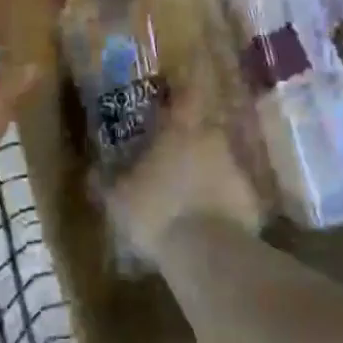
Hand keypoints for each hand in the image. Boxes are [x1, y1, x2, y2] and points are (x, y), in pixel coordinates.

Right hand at [103, 91, 263, 263]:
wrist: (207, 252)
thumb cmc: (156, 211)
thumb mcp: (117, 199)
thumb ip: (105, 181)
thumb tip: (92, 171)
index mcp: (180, 131)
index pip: (186, 95)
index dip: (181, 89)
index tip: (173, 90)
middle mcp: (212, 141)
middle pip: (203, 130)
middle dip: (188, 139)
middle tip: (170, 154)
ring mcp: (236, 170)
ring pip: (217, 162)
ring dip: (204, 172)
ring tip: (185, 193)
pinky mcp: (251, 201)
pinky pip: (230, 194)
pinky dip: (218, 201)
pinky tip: (203, 221)